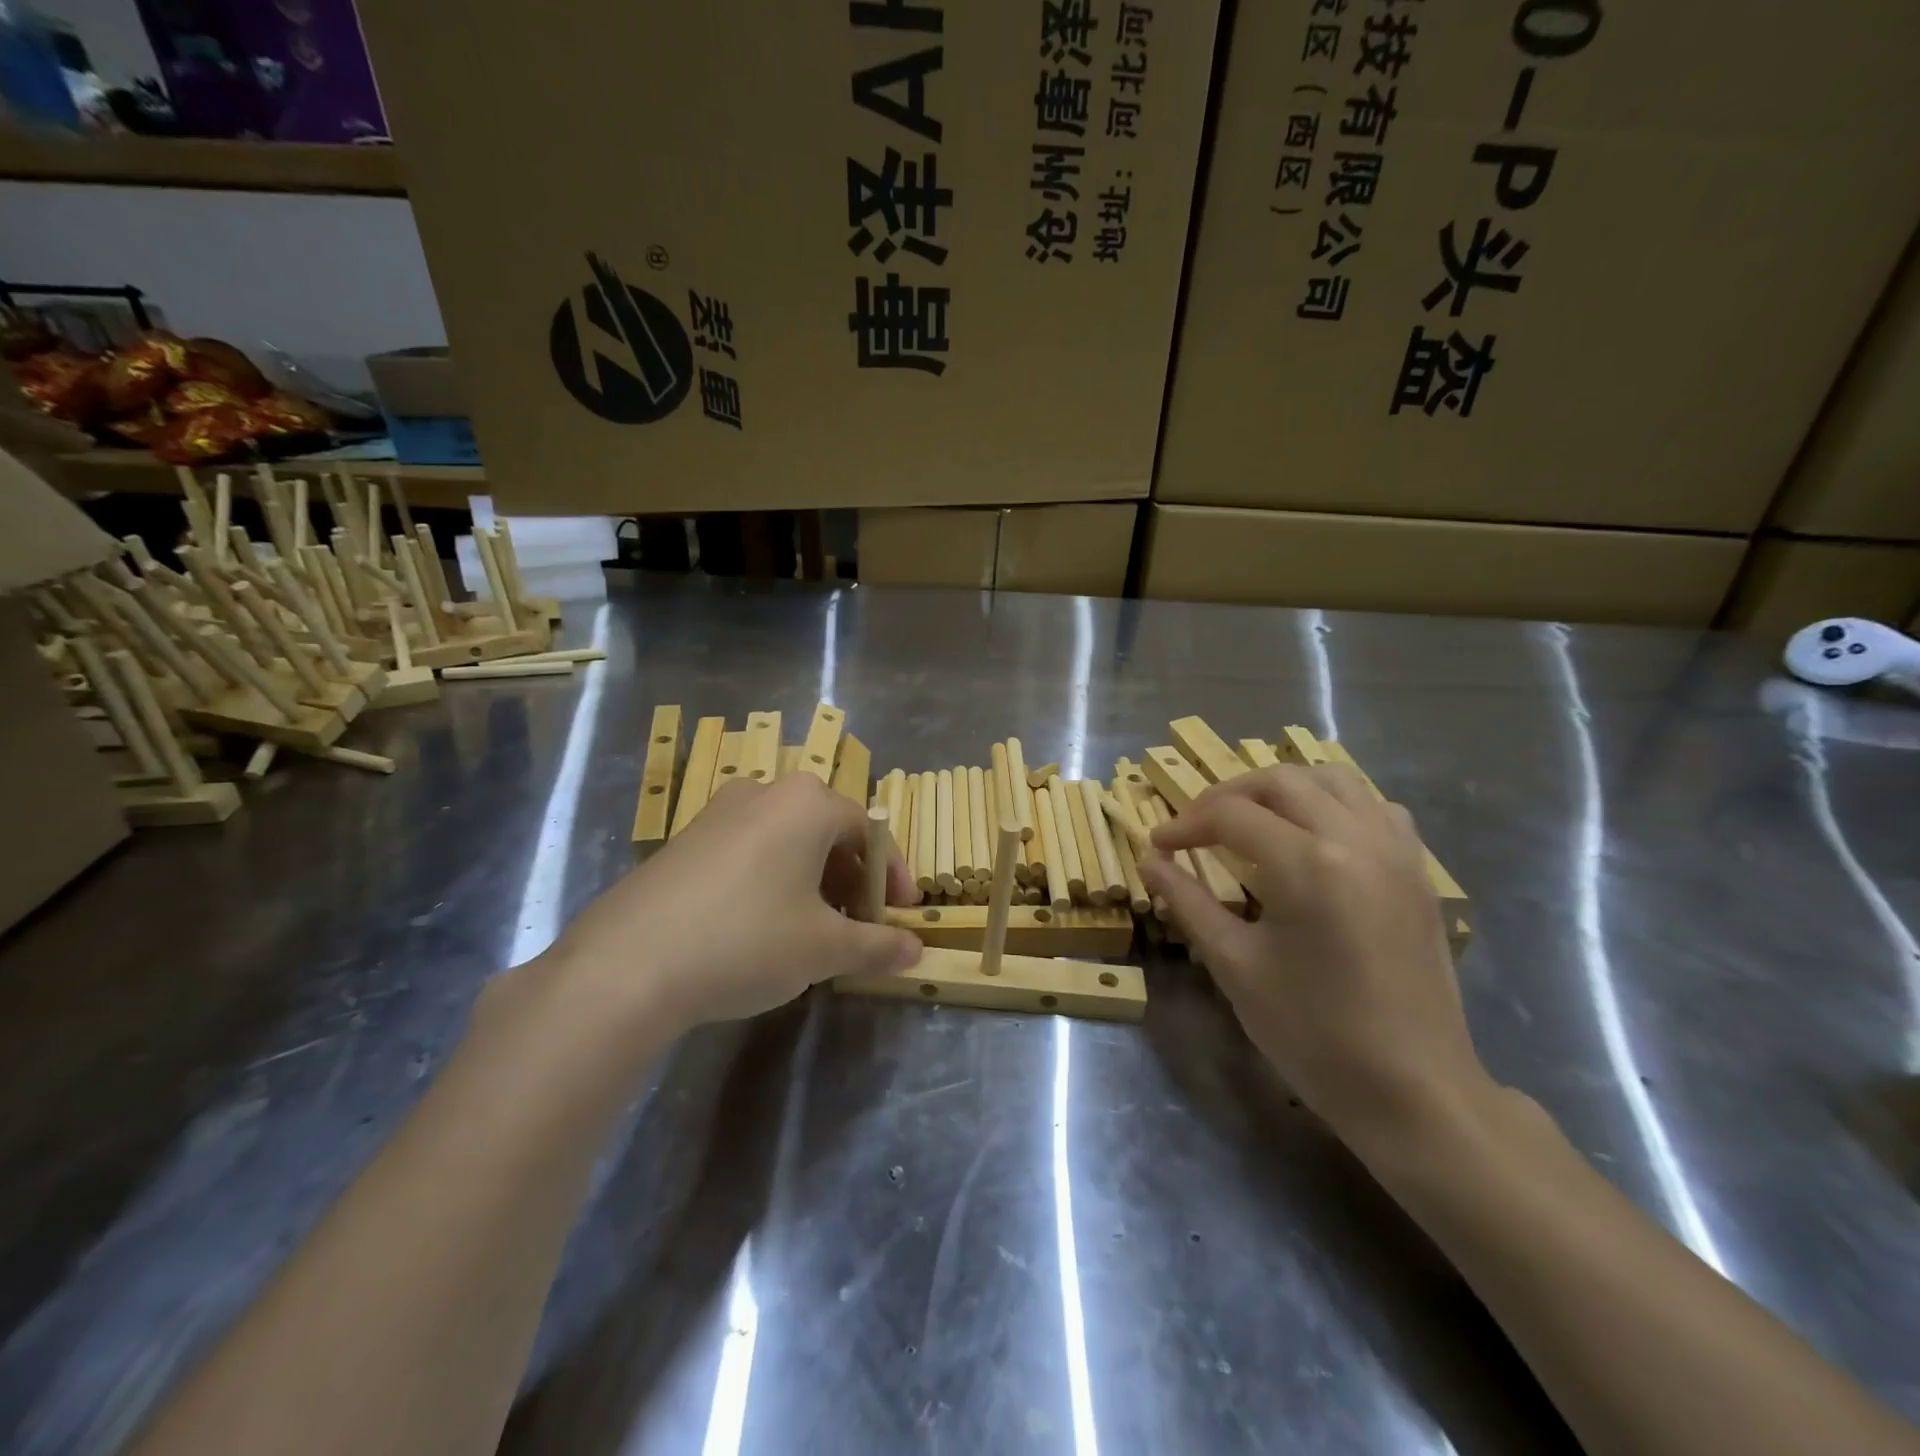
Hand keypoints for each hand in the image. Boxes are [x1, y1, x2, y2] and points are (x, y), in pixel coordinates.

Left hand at [546, 774, 921, 1033]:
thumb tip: (915, 949)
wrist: (627, 964)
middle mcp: (765, 791)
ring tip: (813, 930)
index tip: (901, 917)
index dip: (893, 877)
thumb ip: (877, 945)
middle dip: (852, 880)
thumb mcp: (824, 948)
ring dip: (814, 881)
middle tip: (858, 926)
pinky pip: (750, 850)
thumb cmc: (747, 940)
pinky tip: (762, 926)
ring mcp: (719, 811)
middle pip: (829, 832)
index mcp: (808, 803)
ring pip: (788, 841)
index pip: (869, 832)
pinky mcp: (686, 838)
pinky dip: (774, 880)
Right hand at [1140, 764, 1492, 1151]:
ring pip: (1333, 779)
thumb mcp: (1235, 965)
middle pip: (1281, 781)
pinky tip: (1315, 835)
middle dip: (1229, 795)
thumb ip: (1188, 902)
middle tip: (1196, 828)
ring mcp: (1395, 850)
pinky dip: (1334, 803)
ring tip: (1252, 819)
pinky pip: (1374, 807)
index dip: (1185, 824)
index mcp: (1308, 864)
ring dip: (1283, 789)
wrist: (1413, 1090)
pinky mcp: (1417, 871)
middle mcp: (1356, 839)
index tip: (1159, 844)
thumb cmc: (1313, 1033)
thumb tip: (1150, 861)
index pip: (1231, 815)